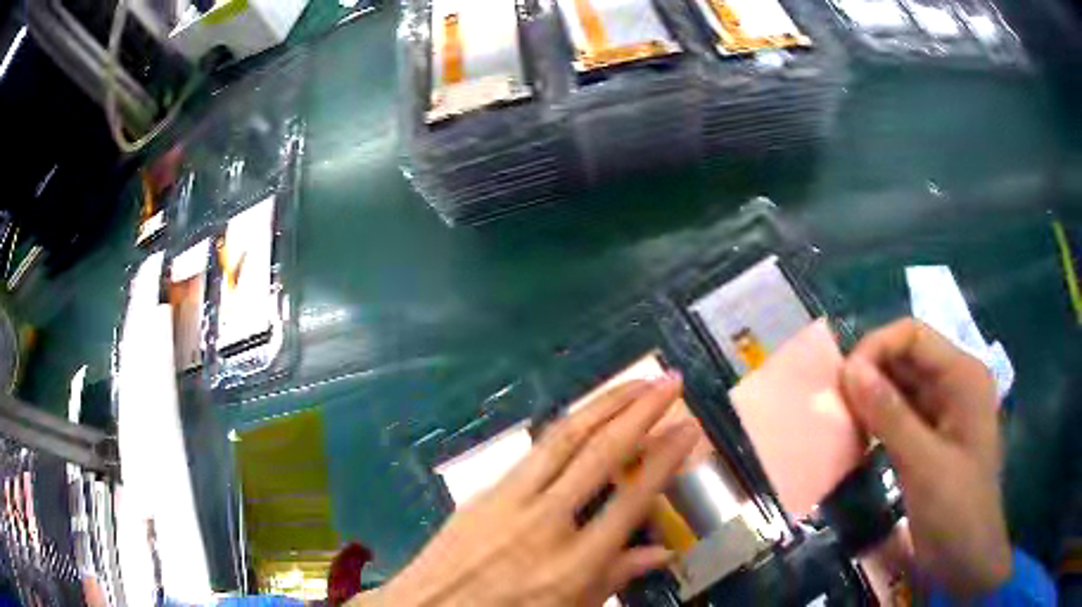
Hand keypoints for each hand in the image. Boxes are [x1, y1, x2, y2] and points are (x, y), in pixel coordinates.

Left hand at [356, 373, 696, 606]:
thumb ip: (615, 579)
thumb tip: (662, 552)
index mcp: (573, 564)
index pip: (631, 499)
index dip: (665, 458)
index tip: (689, 427)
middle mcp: (544, 523)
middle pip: (600, 455)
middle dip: (640, 411)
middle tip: (669, 382)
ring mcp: (509, 501)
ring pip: (564, 439)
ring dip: (604, 404)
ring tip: (635, 383)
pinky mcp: (485, 491)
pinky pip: (534, 451)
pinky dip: (568, 428)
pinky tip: (587, 417)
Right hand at [841, 319, 1010, 596]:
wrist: (966, 559)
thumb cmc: (956, 510)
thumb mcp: (924, 464)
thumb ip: (889, 416)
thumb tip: (849, 370)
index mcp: (963, 375)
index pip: (913, 335)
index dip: (876, 347)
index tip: (843, 381)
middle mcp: (954, 383)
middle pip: (906, 358)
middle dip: (870, 374)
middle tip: (835, 404)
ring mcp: (944, 411)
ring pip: (900, 387)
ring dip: (871, 399)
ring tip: (841, 421)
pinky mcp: (932, 437)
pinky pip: (900, 415)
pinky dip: (877, 422)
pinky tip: (858, 438)